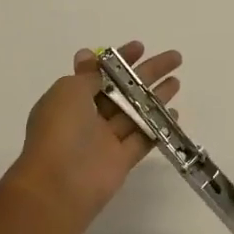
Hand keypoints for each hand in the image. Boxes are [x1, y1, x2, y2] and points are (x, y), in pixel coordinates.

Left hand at [9, 42, 181, 226]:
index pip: (101, 72)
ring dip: (156, 96)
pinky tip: (174, 114)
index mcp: (71, 98)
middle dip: (147, 72)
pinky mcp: (121, 161)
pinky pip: (142, 138)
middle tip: (174, 58)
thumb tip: (88, 55)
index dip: (120, 59)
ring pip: (135, 112)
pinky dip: (158, 126)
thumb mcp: (69, 90)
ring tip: (177, 81)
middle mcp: (88, 117)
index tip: (141, 47)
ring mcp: (105, 139)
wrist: (57, 186)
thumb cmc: (59, 130)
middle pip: (124, 89)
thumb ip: (88, 75)